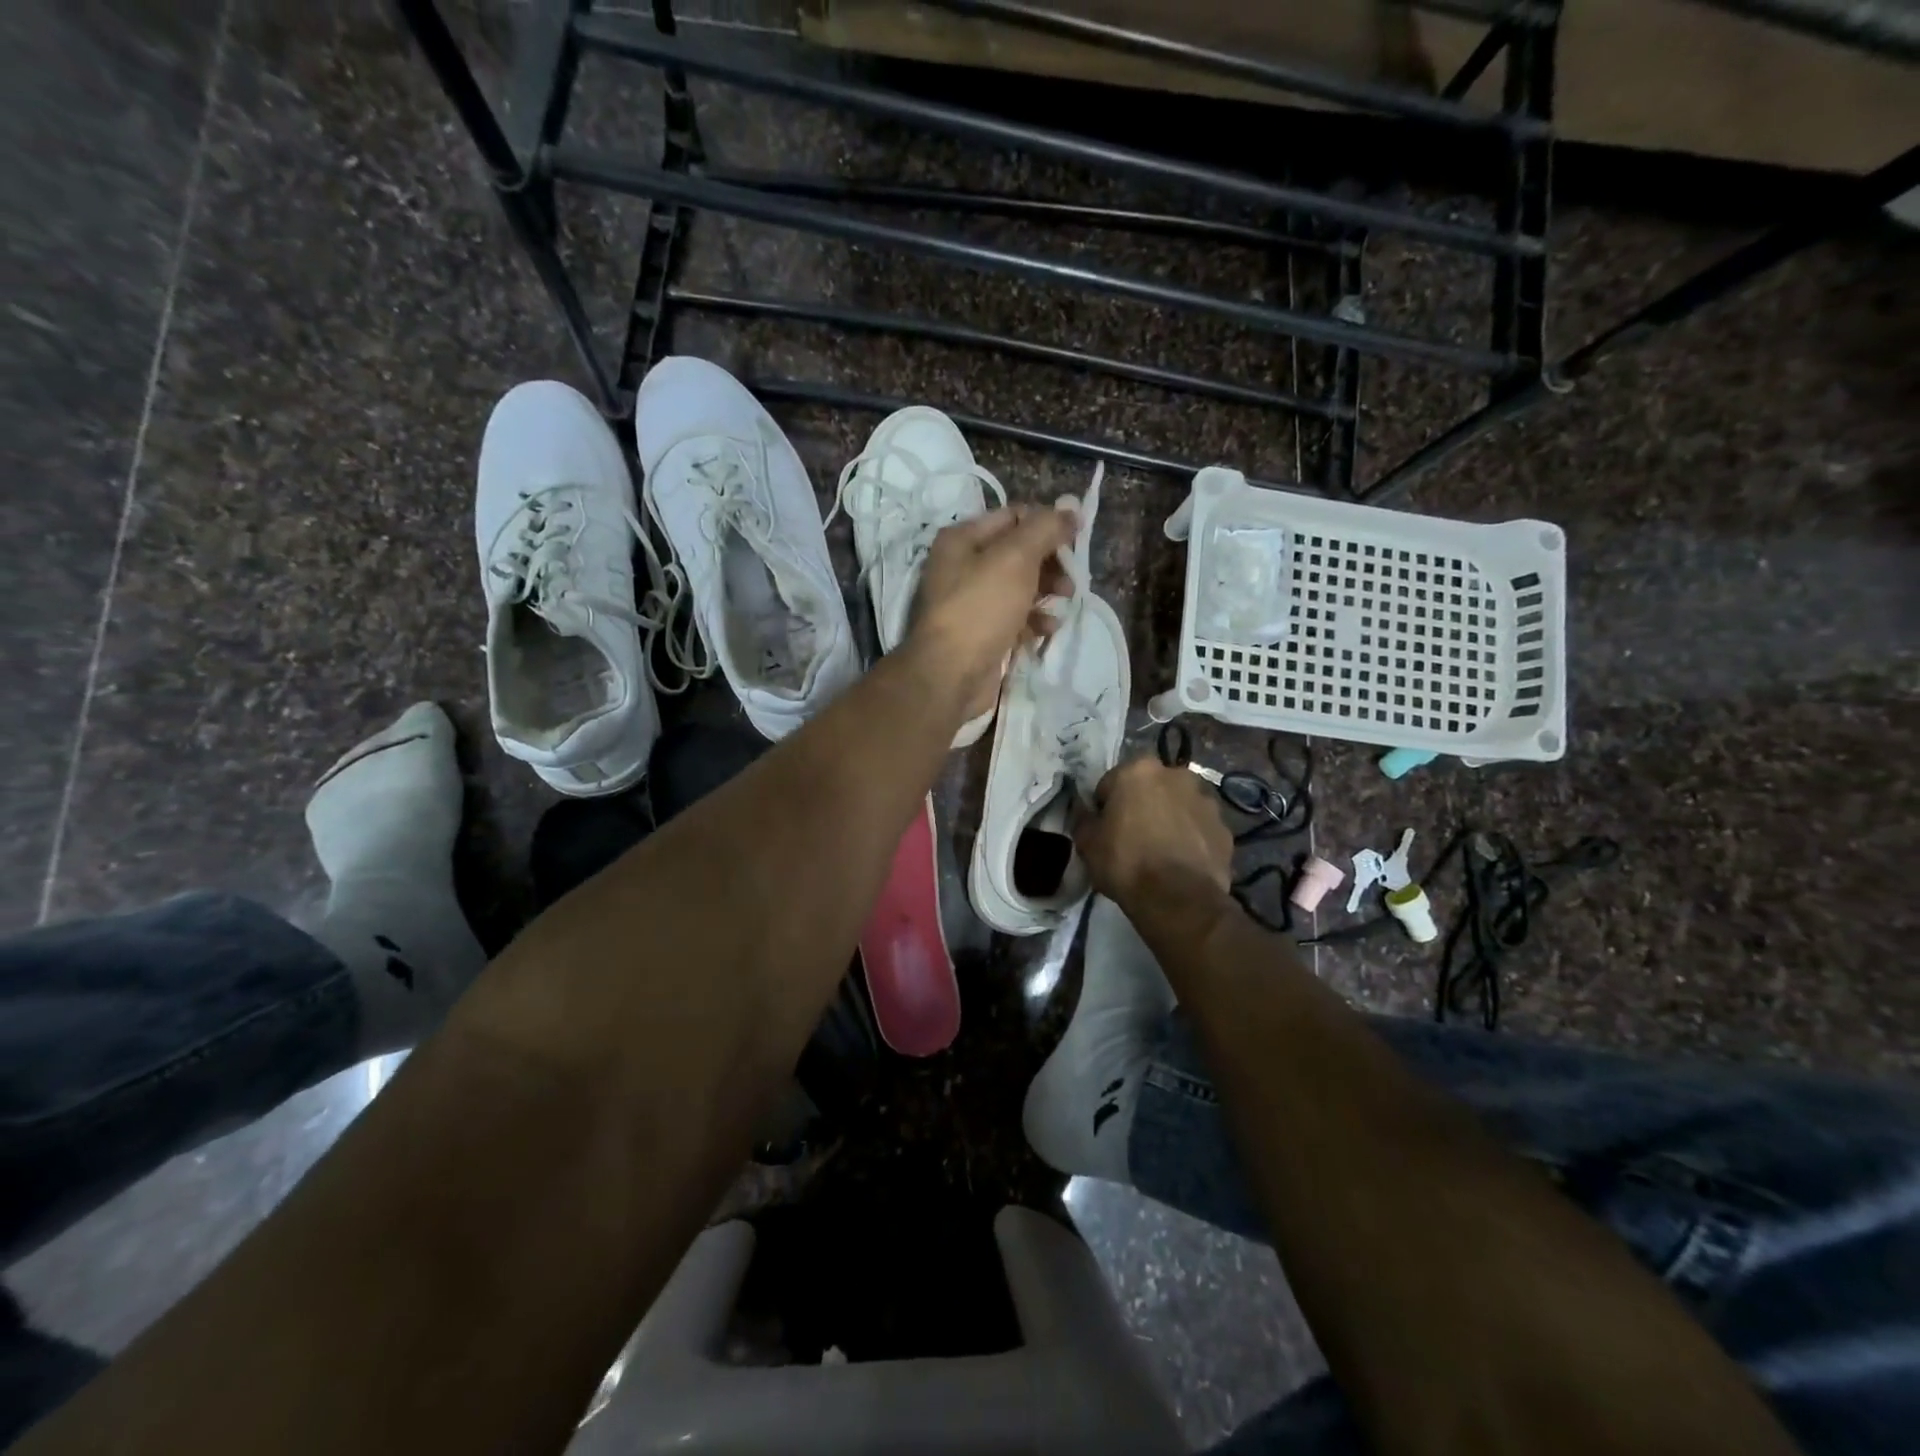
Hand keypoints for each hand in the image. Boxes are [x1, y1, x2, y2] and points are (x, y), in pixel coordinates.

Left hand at [906, 505, 1077, 724]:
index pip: (1013, 517)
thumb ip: (1044, 529)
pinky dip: (1034, 620)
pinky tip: (1048, 628)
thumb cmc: (981, 608)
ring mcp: (971, 602)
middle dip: (1050, 562)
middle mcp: (962, 566)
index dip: (1046, 524)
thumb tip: (1069, 508)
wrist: (951, 675)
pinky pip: (1015, 618)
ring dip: (1047, 591)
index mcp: (962, 539)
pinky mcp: (982, 634)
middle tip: (1072, 577)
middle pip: (1018, 553)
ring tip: (1065, 600)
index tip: (1075, 539)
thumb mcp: (1015, 558)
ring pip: (1019, 587)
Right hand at [1076, 756, 1233, 907]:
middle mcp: (1176, 774)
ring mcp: (1206, 800)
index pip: (1111, 783)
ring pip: (1179, 805)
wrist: (1178, 898)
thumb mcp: (1087, 842)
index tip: (1104, 829)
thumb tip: (1085, 812)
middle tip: (1133, 837)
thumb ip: (1084, 819)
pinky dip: (1192, 838)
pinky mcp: (1225, 827)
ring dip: (1170, 818)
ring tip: (1161, 852)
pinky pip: (1200, 828)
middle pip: (1150, 788)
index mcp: (1138, 770)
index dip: (1105, 807)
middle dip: (1142, 805)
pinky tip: (1182, 862)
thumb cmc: (1125, 862)